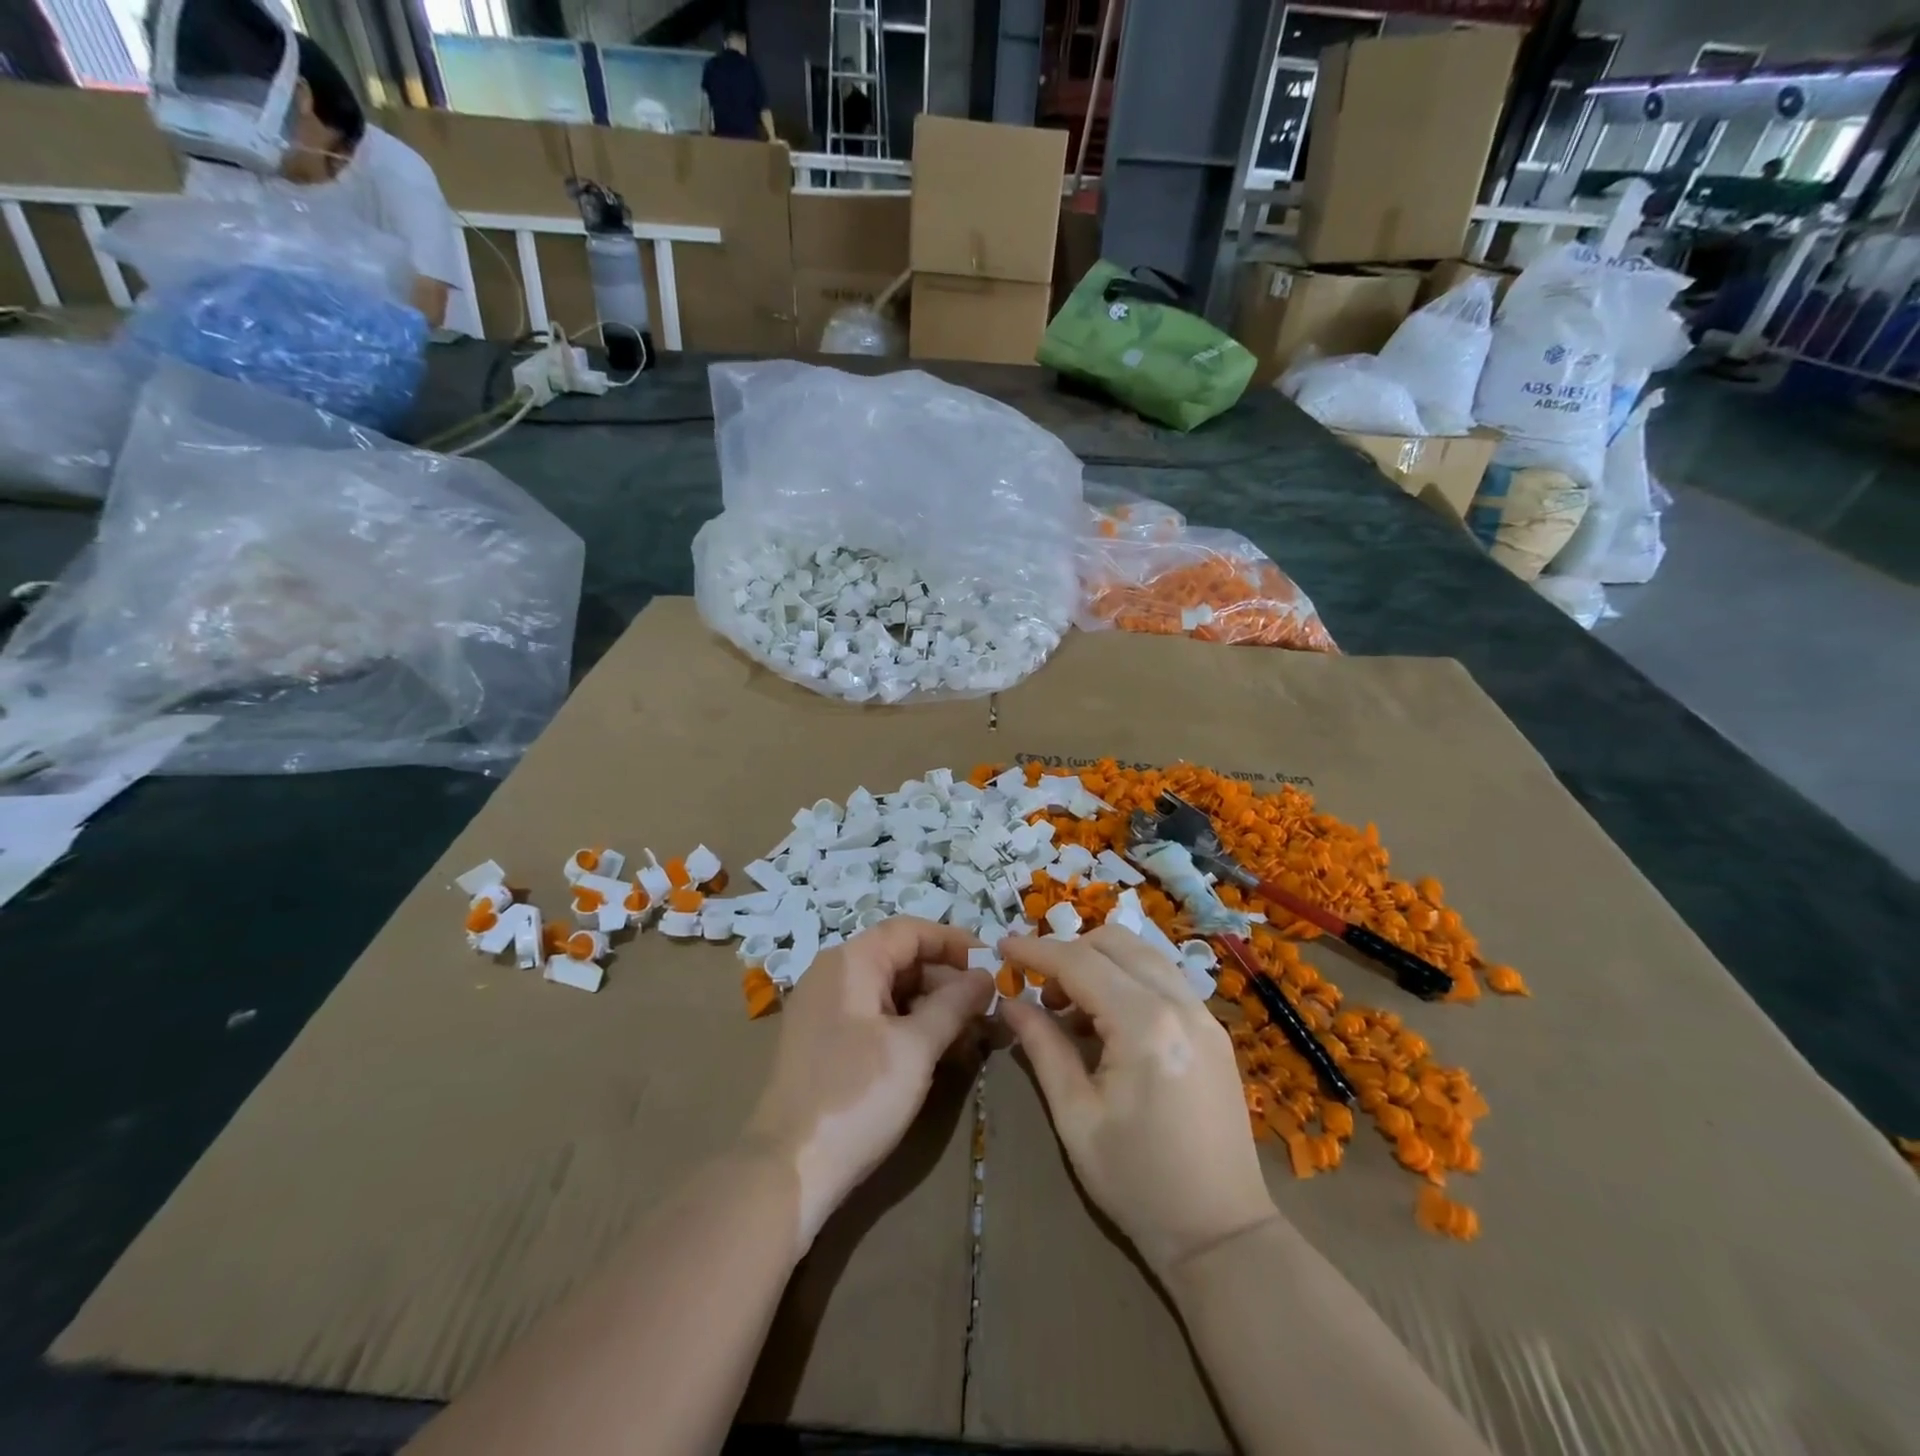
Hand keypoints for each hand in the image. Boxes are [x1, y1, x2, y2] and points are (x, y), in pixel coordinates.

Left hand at [745, 917, 993, 1246]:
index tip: (992, 964)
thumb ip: (954, 1004)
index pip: (911, 931)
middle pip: (900, 958)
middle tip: (986, 1008)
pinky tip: (935, 1051)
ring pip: (889, 989)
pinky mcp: (823, 1040)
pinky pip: (873, 1015)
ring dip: (930, 1005)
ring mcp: (824, 1007)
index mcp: (852, 961)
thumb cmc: (857, 1096)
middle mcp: (833, 973)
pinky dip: (907, 1025)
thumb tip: (986, 976)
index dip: (954, 942)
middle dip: (946, 979)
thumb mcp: (916, 1048)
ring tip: (968, 1035)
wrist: (787, 1169)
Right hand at [999, 926, 1278, 1277]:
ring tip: (1072, 1010)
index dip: (1036, 950)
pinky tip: (1110, 1023)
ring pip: (1143, 953)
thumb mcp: (1076, 1116)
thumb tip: (1010, 1003)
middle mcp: (1180, 1003)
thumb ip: (1043, 1047)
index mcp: (1144, 1025)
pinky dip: (1128, 979)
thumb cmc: (1137, 1182)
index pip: (1079, 962)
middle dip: (1069, 952)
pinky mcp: (1214, 1030)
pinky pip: (1164, 978)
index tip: (1001, 948)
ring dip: (1100, 962)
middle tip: (1040, 993)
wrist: (1222, 1235)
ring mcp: (1205, 1014)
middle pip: (1115, 942)